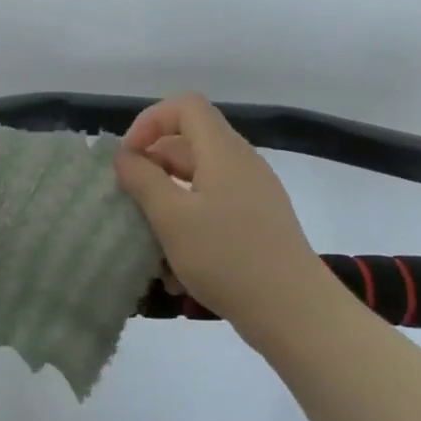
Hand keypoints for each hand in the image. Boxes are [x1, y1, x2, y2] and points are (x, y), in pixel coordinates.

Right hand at [113, 94, 328, 321]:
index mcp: (223, 152)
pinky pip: (213, 207)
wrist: (295, 313)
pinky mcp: (257, 223)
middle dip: (152, 167)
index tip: (129, 158)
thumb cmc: (227, 258)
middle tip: (128, 200)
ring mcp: (253, 194)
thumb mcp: (172, 218)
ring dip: (166, 202)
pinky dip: (188, 224)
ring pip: (197, 180)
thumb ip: (142, 179)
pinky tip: (174, 267)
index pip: (184, 106)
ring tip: (147, 240)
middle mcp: (241, 164)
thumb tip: (124, 156)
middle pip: (188, 143)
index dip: (150, 122)